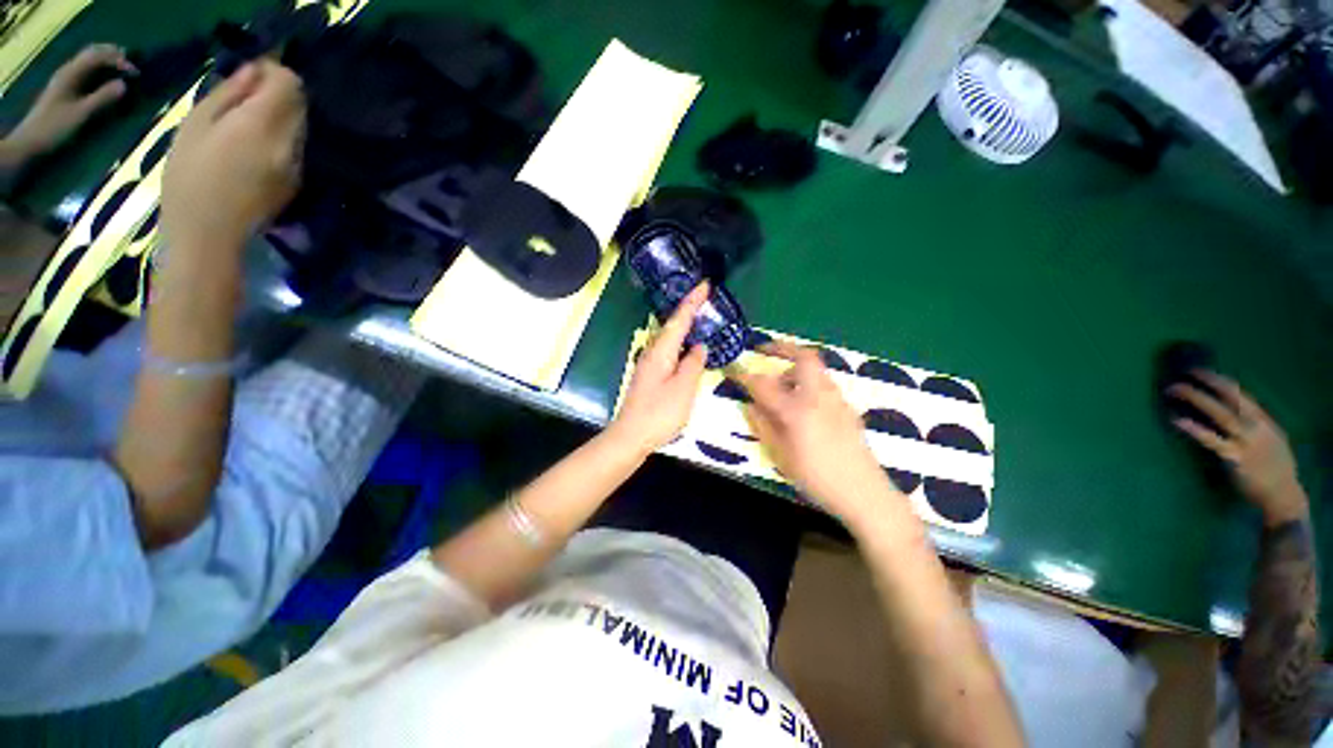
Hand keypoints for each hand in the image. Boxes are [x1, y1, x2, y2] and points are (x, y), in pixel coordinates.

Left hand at [5, 44, 134, 161]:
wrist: (30, 142)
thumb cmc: (55, 128)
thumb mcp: (81, 114)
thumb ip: (103, 98)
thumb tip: (125, 85)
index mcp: (71, 73)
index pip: (98, 56)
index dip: (118, 60)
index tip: (136, 72)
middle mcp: (69, 71)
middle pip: (93, 54)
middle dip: (113, 56)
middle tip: (132, 65)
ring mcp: (67, 80)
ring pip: (91, 62)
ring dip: (108, 63)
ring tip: (124, 71)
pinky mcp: (67, 89)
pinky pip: (87, 73)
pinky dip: (101, 72)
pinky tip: (109, 80)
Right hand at [161, 61, 304, 256]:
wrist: (210, 235)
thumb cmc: (189, 178)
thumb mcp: (195, 125)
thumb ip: (228, 95)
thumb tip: (253, 72)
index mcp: (263, 126)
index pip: (290, 84)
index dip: (272, 72)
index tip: (248, 76)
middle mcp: (289, 143)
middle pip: (299, 103)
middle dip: (276, 92)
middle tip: (240, 100)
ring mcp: (297, 165)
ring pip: (299, 125)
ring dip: (278, 115)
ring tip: (241, 125)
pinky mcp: (297, 181)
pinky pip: (294, 146)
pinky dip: (279, 136)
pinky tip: (251, 148)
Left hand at [609, 283, 710, 455]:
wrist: (632, 436)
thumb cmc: (659, 413)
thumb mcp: (683, 388)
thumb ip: (693, 364)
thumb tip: (699, 346)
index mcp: (662, 351)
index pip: (679, 319)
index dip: (692, 301)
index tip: (705, 284)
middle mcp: (653, 353)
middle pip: (673, 325)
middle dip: (688, 310)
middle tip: (706, 299)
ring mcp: (650, 365)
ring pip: (670, 338)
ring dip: (685, 326)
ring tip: (701, 318)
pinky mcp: (651, 376)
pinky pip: (670, 351)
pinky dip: (681, 343)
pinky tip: (689, 349)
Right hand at [731, 341, 892, 521]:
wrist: (864, 493)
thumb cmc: (816, 478)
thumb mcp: (781, 456)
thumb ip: (763, 426)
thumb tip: (749, 405)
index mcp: (796, 410)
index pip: (764, 384)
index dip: (745, 376)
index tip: (733, 370)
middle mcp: (818, 397)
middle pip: (803, 357)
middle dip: (782, 348)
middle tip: (764, 351)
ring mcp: (836, 400)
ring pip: (816, 369)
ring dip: (795, 368)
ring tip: (782, 386)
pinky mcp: (847, 408)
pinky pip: (824, 383)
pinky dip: (808, 381)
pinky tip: (803, 403)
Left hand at [1170, 371, 1306, 525]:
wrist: (1284, 497)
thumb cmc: (1274, 469)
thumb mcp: (1270, 439)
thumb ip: (1253, 425)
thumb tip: (1231, 411)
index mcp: (1263, 421)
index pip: (1240, 394)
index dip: (1220, 381)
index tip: (1200, 371)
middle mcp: (1256, 427)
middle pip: (1230, 398)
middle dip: (1208, 383)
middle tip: (1185, 372)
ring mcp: (1246, 442)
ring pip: (1221, 414)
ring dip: (1196, 399)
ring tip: (1174, 390)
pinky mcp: (1236, 459)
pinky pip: (1212, 441)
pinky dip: (1195, 429)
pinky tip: (1177, 420)